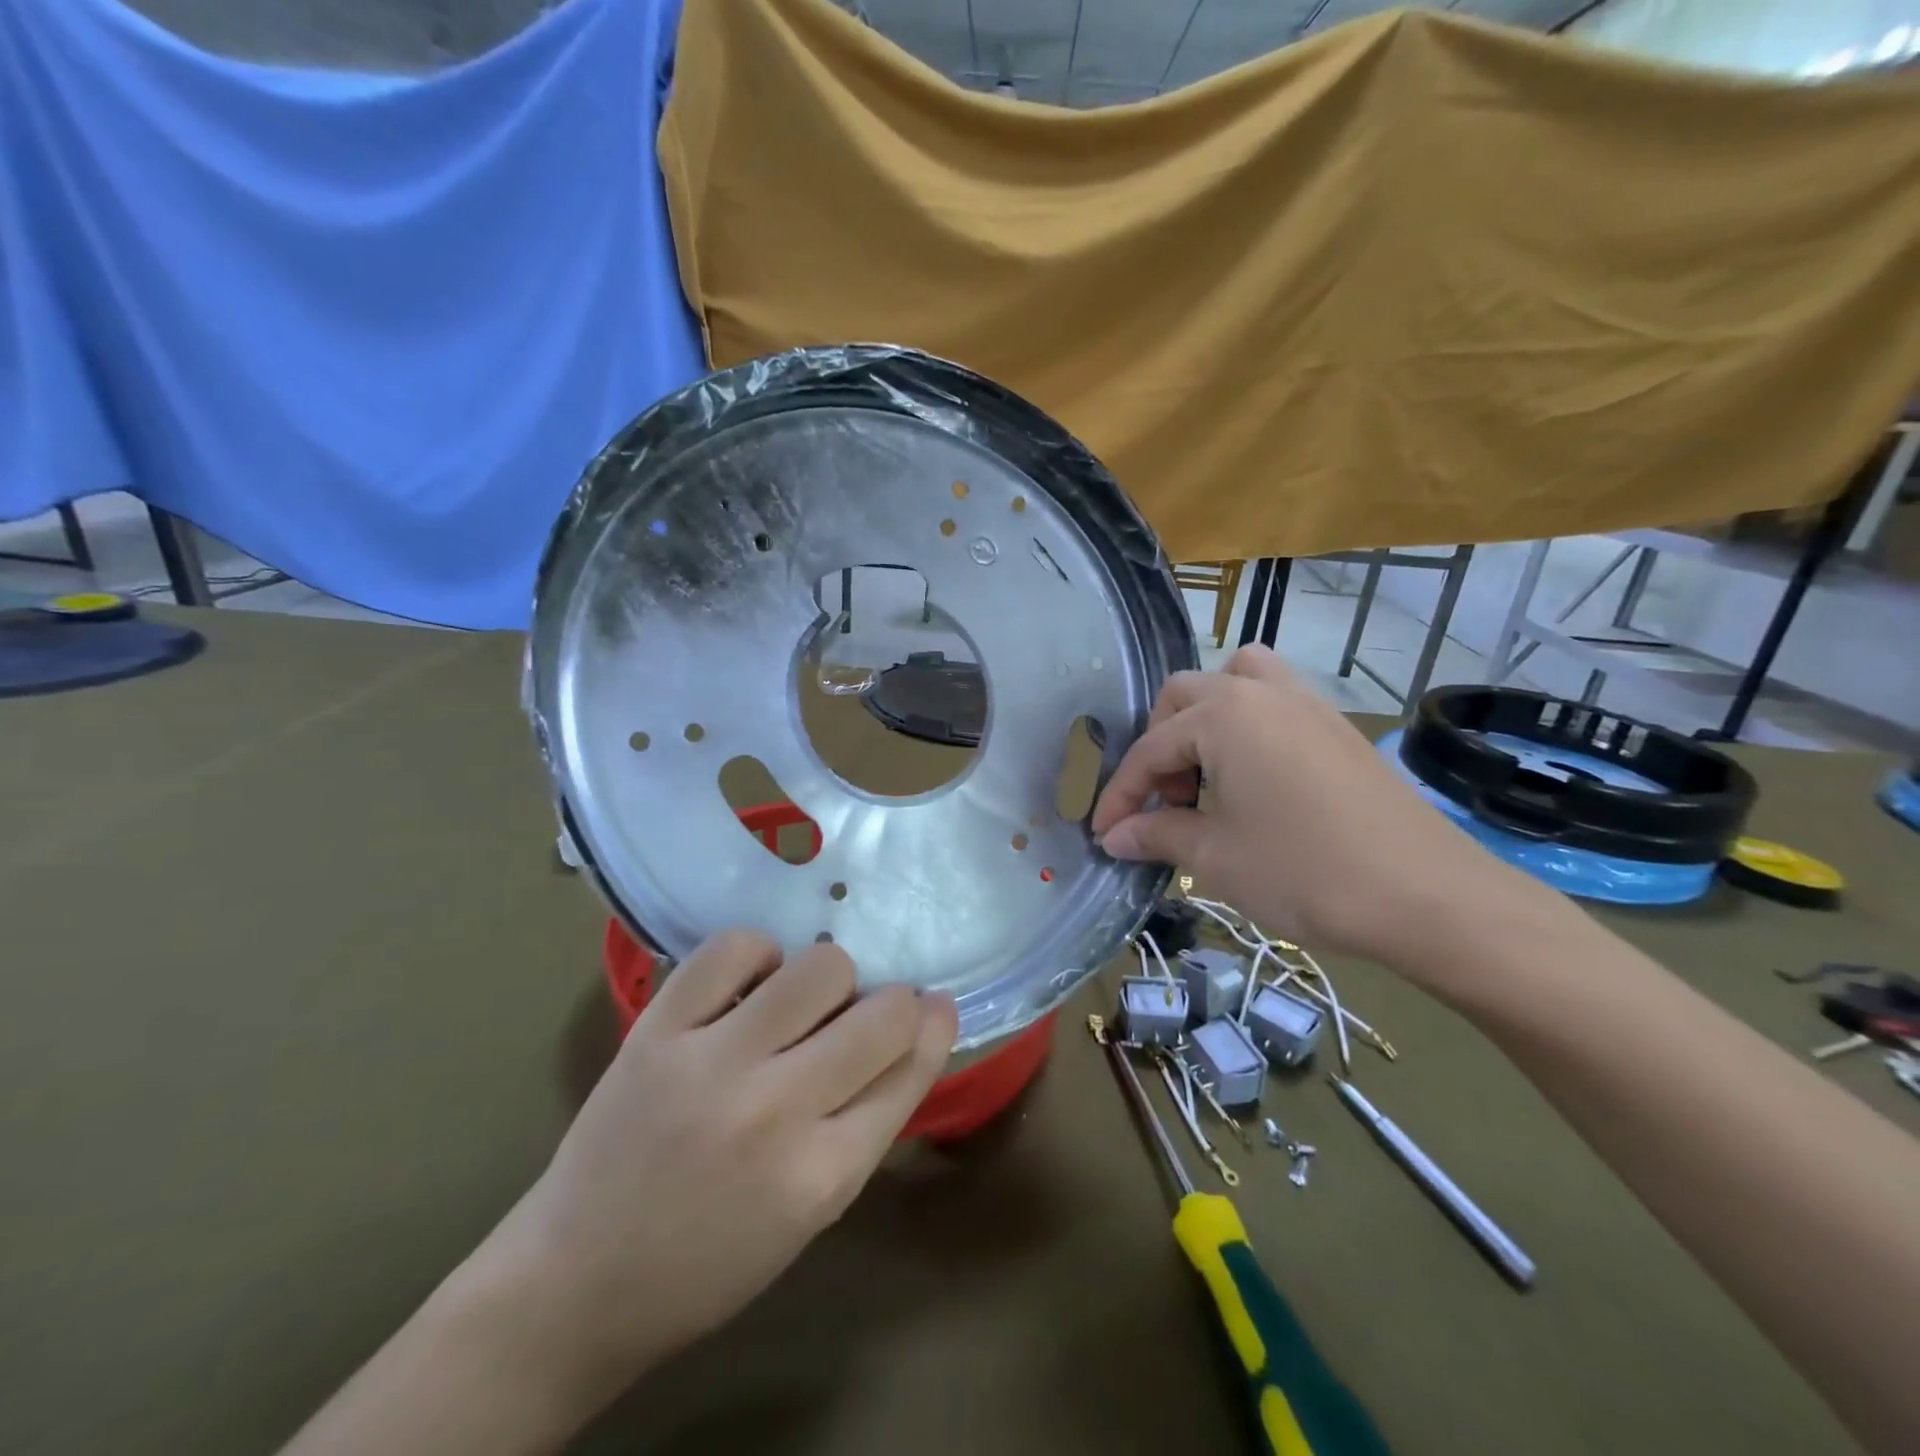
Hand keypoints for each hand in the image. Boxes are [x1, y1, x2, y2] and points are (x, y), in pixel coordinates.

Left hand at [501, 931, 955, 1381]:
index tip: (934, 1007)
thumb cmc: (712, 1258)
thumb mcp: (813, 1210)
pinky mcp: (657, 1029)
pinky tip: (750, 985)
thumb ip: (868, 1119)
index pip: (911, 1069)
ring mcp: (712, 1062)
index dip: (933, 1026)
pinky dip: (757, 955)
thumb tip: (914, 1030)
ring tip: (800, 1003)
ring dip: (828, 978)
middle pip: (882, 1013)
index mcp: (822, 1174)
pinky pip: (735, 947)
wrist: (577, 1278)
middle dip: (892, 1004)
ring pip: (819, 967)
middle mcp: (775, 1111)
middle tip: (863, 1014)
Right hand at [1090, 646, 1519, 968]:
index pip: (1150, 749)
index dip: (1121, 794)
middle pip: (1185, 697)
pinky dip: (1248, 726)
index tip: (1104, 834)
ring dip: (1206, 718)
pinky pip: (1276, 702)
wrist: (1427, 896)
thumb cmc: (1304, 872)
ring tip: (1205, 772)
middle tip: (1164, 802)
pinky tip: (1253, 780)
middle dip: (1159, 746)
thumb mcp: (1215, 857)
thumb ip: (1157, 835)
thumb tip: (1114, 836)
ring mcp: (1307, 704)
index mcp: (1223, 715)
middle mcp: (1262, 692)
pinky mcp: (1338, 727)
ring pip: (1237, 681)